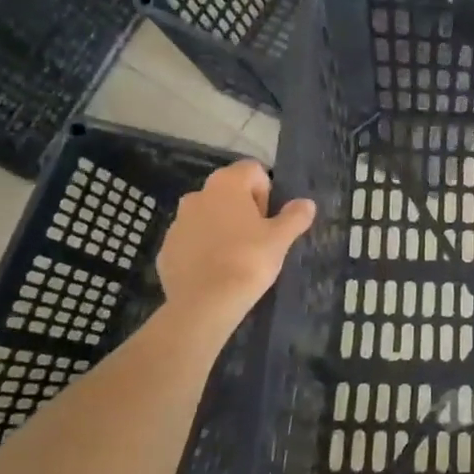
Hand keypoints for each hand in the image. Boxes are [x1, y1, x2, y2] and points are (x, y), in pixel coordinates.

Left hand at [157, 161, 314, 333]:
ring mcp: (177, 222)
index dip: (266, 192)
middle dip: (243, 209)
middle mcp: (198, 195)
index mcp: (226, 184)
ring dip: (222, 228)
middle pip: (228, 192)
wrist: (204, 303)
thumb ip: (295, 217)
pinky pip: (191, 241)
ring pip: (207, 216)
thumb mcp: (280, 239)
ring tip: (235, 257)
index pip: (253, 170)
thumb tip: (307, 203)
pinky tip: (215, 272)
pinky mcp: (166, 248)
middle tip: (257, 239)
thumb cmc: (248, 261)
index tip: (269, 219)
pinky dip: (203, 249)